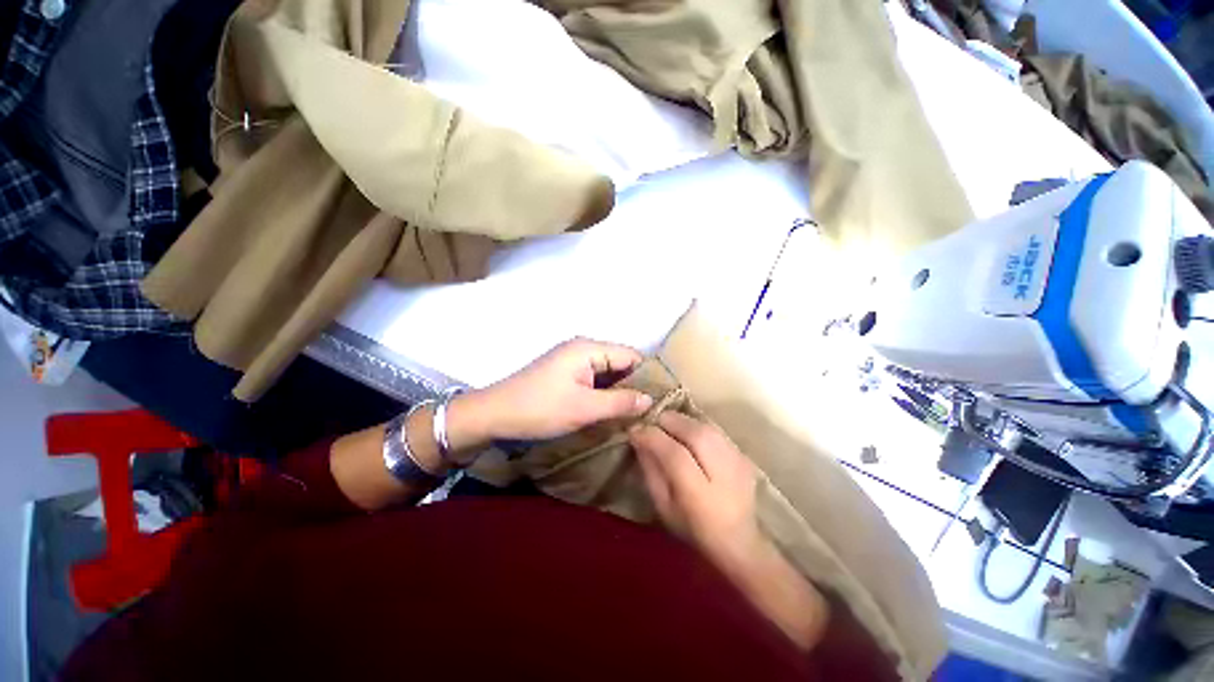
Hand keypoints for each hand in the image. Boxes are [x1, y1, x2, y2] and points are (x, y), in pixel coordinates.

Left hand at [453, 339, 653, 445]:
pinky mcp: (565, 372)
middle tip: (651, 410)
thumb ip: (620, 402)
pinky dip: (604, 392)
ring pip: (607, 372)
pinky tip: (613, 409)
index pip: (631, 355)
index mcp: (588, 348)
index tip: (662, 399)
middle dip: (634, 384)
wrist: (494, 414)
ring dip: (619, 390)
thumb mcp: (584, 408)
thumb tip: (651, 399)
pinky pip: (594, 378)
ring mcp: (573, 360)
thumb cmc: (540, 408)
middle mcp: (583, 348)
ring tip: (637, 412)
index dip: (647, 376)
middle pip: (620, 362)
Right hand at [630, 411, 761, 568]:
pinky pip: (713, 428)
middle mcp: (722, 470)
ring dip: (681, 421)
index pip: (673, 452)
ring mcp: (737, 459)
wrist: (740, 540)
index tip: (634, 430)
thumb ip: (651, 471)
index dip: (651, 436)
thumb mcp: (663, 506)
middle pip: (691, 431)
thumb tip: (639, 439)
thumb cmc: (694, 528)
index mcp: (698, 493)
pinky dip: (695, 426)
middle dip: (666, 422)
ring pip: (703, 424)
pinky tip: (686, 432)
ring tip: (666, 425)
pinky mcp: (742, 453)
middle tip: (650, 424)